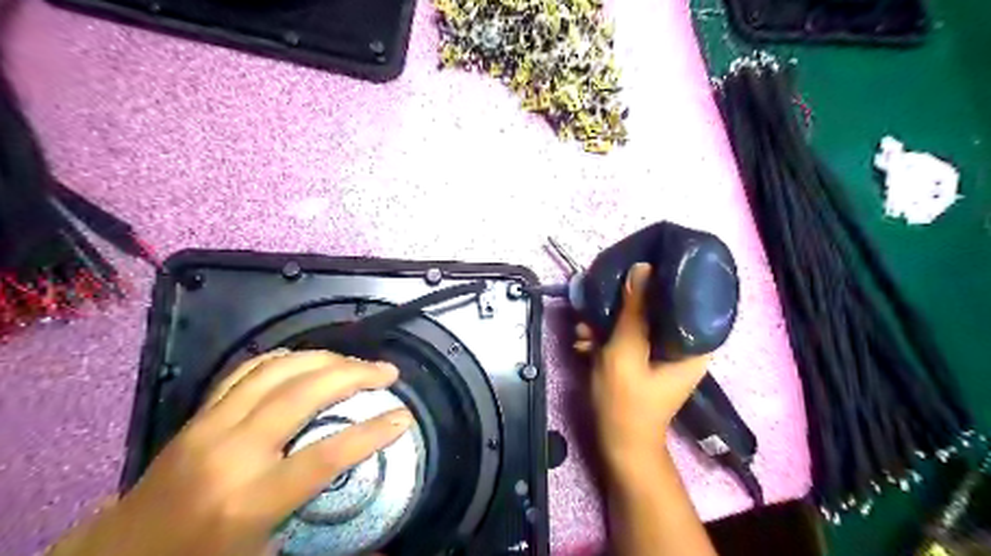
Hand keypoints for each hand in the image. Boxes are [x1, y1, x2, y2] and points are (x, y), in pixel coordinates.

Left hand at [48, 351, 412, 554]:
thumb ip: (320, 540)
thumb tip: (380, 546)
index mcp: (248, 502)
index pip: (324, 458)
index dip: (371, 434)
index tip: (403, 418)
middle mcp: (231, 453)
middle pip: (304, 394)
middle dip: (355, 375)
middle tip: (388, 372)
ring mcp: (211, 426)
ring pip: (278, 371)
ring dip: (325, 359)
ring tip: (356, 362)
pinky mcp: (199, 414)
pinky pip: (248, 371)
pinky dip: (286, 359)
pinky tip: (308, 361)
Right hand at [577, 265, 707, 476]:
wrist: (617, 444)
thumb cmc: (626, 402)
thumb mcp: (626, 351)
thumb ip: (634, 310)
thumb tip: (643, 267)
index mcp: (695, 343)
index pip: (687, 297)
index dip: (663, 279)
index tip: (637, 266)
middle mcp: (684, 344)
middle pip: (658, 307)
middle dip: (622, 305)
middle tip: (597, 306)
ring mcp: (663, 353)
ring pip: (637, 321)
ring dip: (607, 323)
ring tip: (582, 331)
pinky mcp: (644, 359)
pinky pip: (628, 337)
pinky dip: (606, 338)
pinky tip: (583, 342)